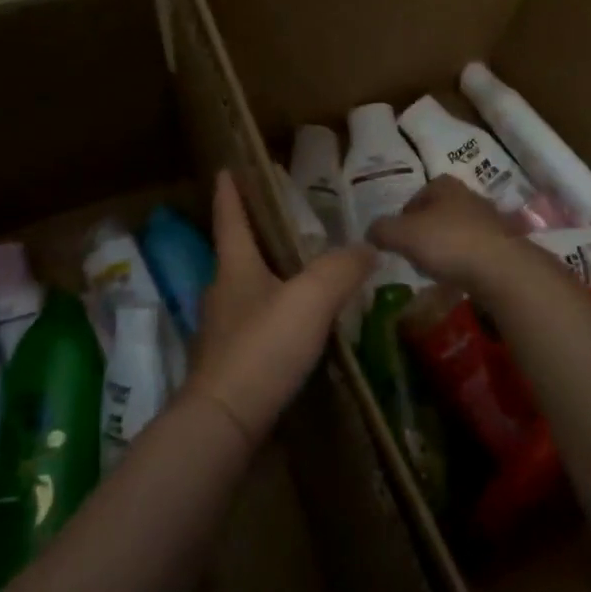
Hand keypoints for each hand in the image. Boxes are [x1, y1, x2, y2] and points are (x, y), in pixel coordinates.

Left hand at [190, 171, 375, 444]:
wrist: (226, 421)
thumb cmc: (263, 347)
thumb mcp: (310, 299)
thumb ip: (341, 269)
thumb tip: (368, 249)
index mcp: (235, 268)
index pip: (230, 219)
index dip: (230, 193)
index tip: (226, 169)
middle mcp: (222, 295)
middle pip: (238, 256)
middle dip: (256, 236)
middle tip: (286, 224)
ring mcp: (223, 333)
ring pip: (249, 293)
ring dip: (270, 279)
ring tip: (303, 276)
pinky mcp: (232, 366)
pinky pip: (257, 328)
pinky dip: (277, 318)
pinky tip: (300, 330)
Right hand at [367, 177, 536, 291]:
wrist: (501, 269)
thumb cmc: (448, 242)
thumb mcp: (403, 235)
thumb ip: (382, 230)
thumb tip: (369, 232)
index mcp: (445, 186)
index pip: (419, 194)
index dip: (405, 215)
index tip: (398, 237)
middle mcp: (470, 196)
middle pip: (439, 213)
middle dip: (425, 232)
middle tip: (413, 254)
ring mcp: (490, 221)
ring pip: (457, 232)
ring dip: (445, 248)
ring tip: (435, 269)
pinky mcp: (503, 245)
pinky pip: (474, 251)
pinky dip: (463, 262)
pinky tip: (457, 277)